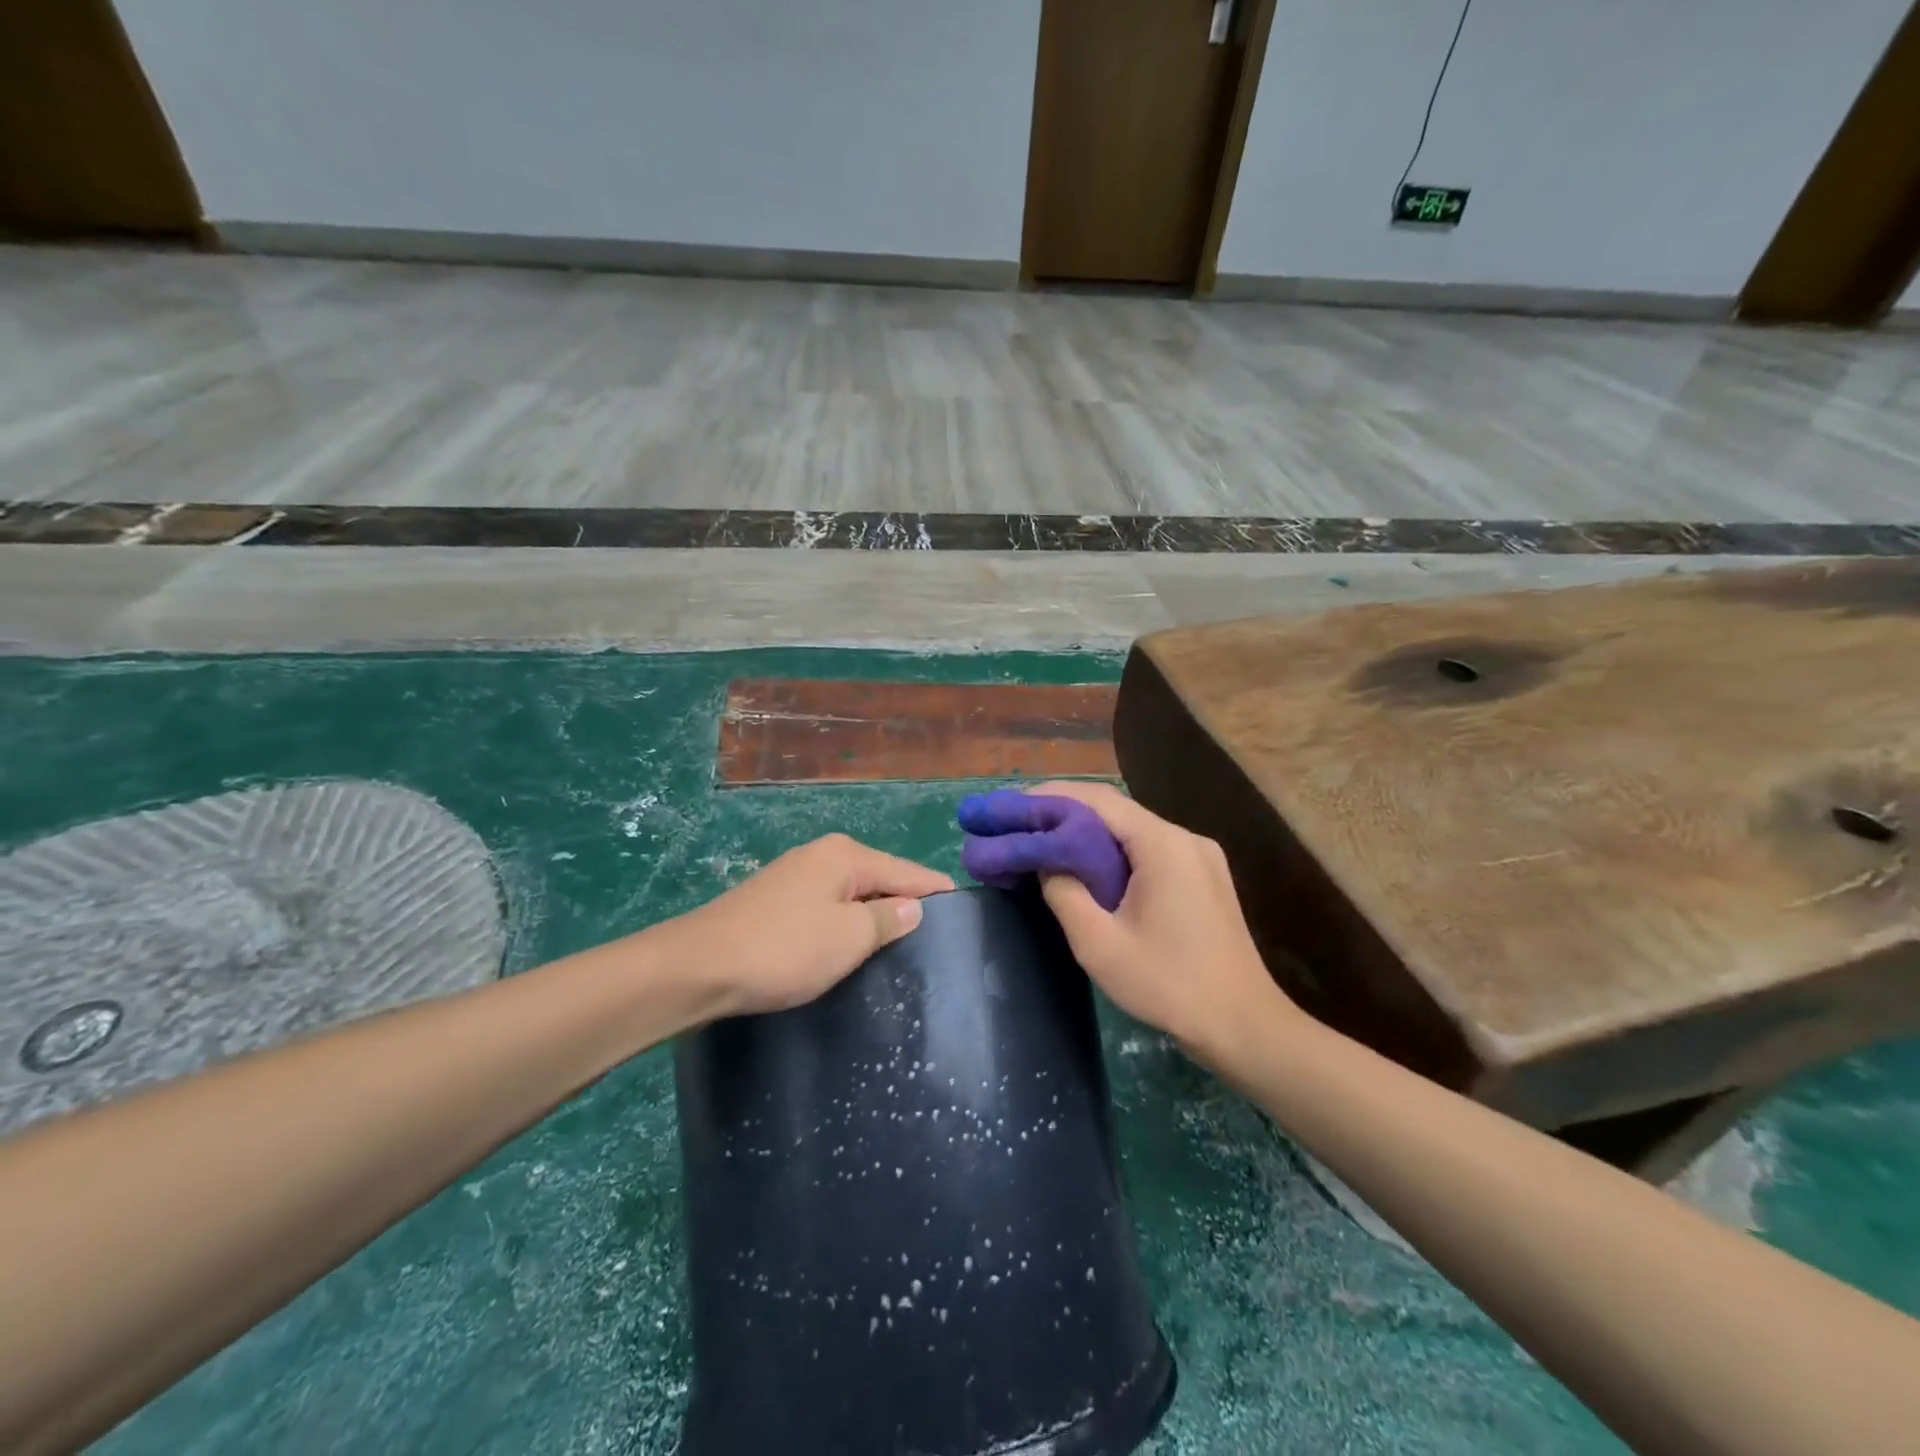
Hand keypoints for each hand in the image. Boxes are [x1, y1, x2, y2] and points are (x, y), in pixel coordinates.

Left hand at [661, 834, 952, 1016]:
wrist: (698, 967)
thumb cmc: (784, 949)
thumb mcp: (848, 937)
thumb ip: (888, 919)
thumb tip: (914, 907)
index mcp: (846, 855)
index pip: (908, 871)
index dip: (937, 892)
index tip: (966, 913)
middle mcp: (823, 855)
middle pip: (881, 879)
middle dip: (906, 906)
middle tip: (934, 943)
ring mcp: (796, 876)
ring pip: (852, 895)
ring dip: (873, 918)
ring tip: (899, 949)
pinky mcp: (776, 901)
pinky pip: (828, 907)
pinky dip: (845, 924)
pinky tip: (852, 947)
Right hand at [1026, 781, 1297, 1063]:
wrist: (1245, 1027)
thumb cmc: (1169, 986)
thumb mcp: (1100, 945)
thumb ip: (1065, 895)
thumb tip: (1047, 864)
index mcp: (1163, 845)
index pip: (1099, 800)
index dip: (1053, 796)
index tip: (1016, 804)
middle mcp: (1185, 838)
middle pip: (1117, 810)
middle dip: (1068, 812)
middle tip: (1025, 823)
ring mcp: (1200, 857)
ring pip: (1135, 829)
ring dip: (1092, 833)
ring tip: (1049, 842)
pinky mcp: (1205, 877)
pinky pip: (1152, 849)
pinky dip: (1117, 851)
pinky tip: (1092, 867)